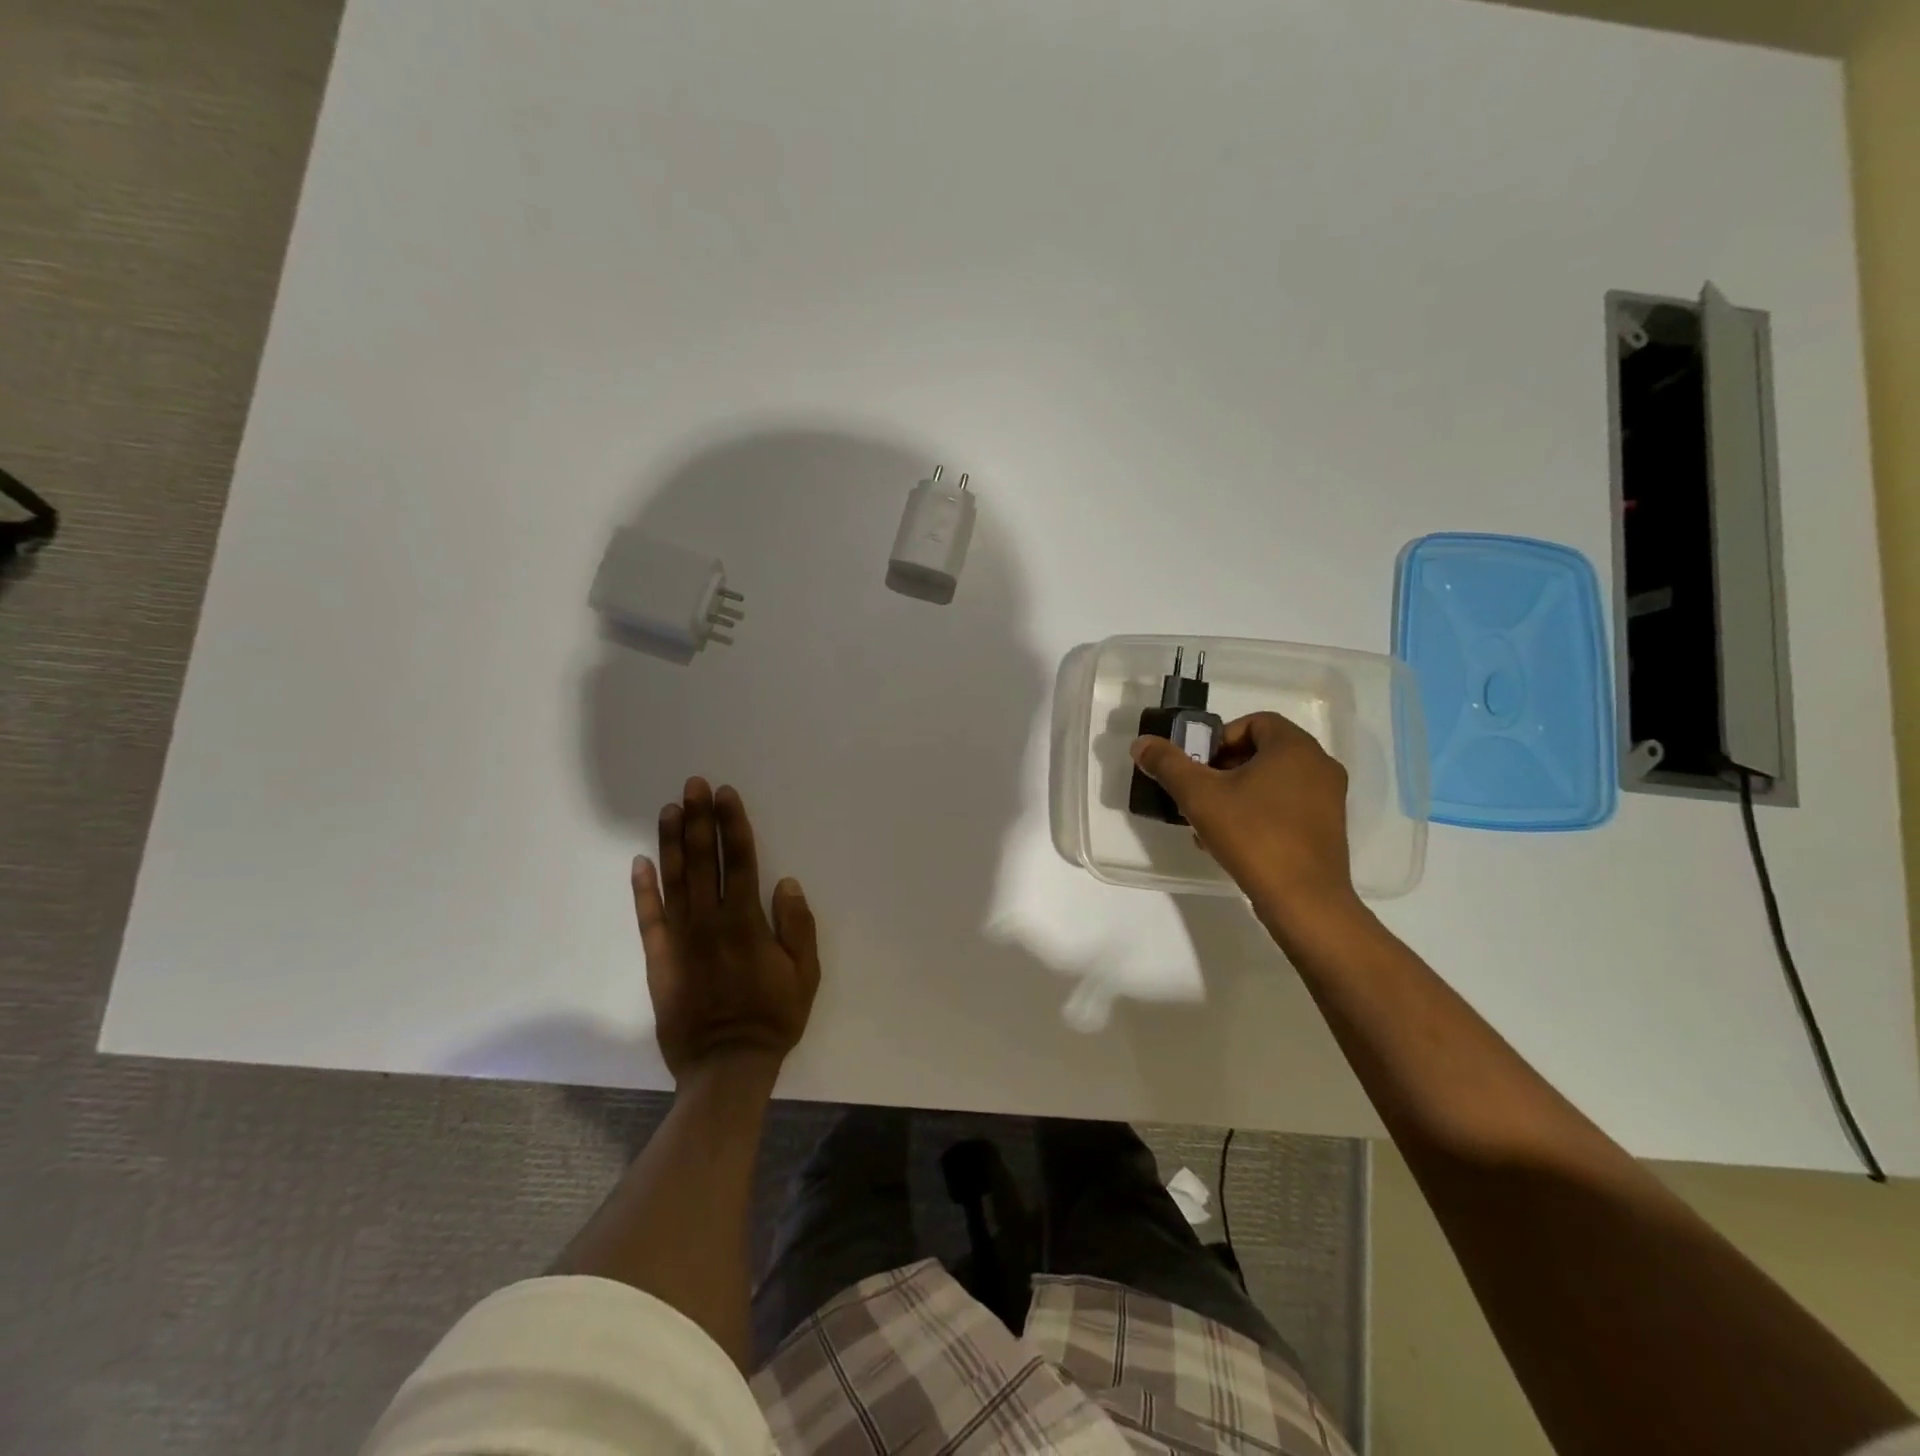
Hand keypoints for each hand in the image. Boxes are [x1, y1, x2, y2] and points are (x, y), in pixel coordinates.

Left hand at [633, 778, 820, 1084]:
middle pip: (704, 861)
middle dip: (700, 819)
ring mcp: (680, 939)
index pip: (739, 861)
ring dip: (673, 842)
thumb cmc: (773, 1016)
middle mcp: (710, 922)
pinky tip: (640, 861)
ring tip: (670, 809)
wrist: (726, 1066)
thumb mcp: (804, 974)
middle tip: (693, 784)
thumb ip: (797, 926)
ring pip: (674, 880)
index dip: (733, 825)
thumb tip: (785, 882)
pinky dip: (643, 888)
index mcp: (746, 923)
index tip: (725, 795)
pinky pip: (648, 918)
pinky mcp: (659, 959)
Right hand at [1131, 712, 1357, 925]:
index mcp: (1294, 747)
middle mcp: (1319, 765)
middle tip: (1197, 793)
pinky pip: (1286, 807)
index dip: (1219, 738)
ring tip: (1208, 822)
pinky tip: (1231, 842)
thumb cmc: (1253, 835)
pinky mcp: (1327, 830)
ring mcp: (1328, 799)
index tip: (1199, 766)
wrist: (1304, 900)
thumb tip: (1141, 744)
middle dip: (1223, 769)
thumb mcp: (1199, 796)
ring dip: (1237, 794)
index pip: (1254, 722)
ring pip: (1272, 782)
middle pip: (1262, 752)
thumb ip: (1168, 764)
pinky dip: (1258, 814)